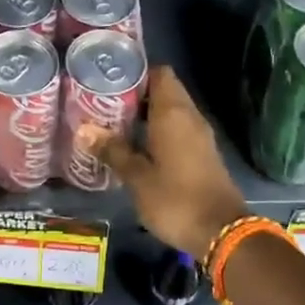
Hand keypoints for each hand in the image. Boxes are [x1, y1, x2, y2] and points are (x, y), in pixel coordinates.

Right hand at [92, 65, 248, 259]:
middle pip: (165, 90)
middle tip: (104, 104)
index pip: (159, 73)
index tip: (110, 81)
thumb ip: (112, 150)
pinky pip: (179, 129)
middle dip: (137, 94)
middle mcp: (190, 116)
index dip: (136, 73)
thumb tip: (83, 130)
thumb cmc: (175, 200)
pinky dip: (159, 130)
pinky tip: (137, 146)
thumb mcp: (136, 177)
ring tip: (115, 123)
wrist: (221, 232)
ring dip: (147, 114)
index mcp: (174, 113)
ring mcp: (200, 135)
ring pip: (172, 111)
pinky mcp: (203, 153)